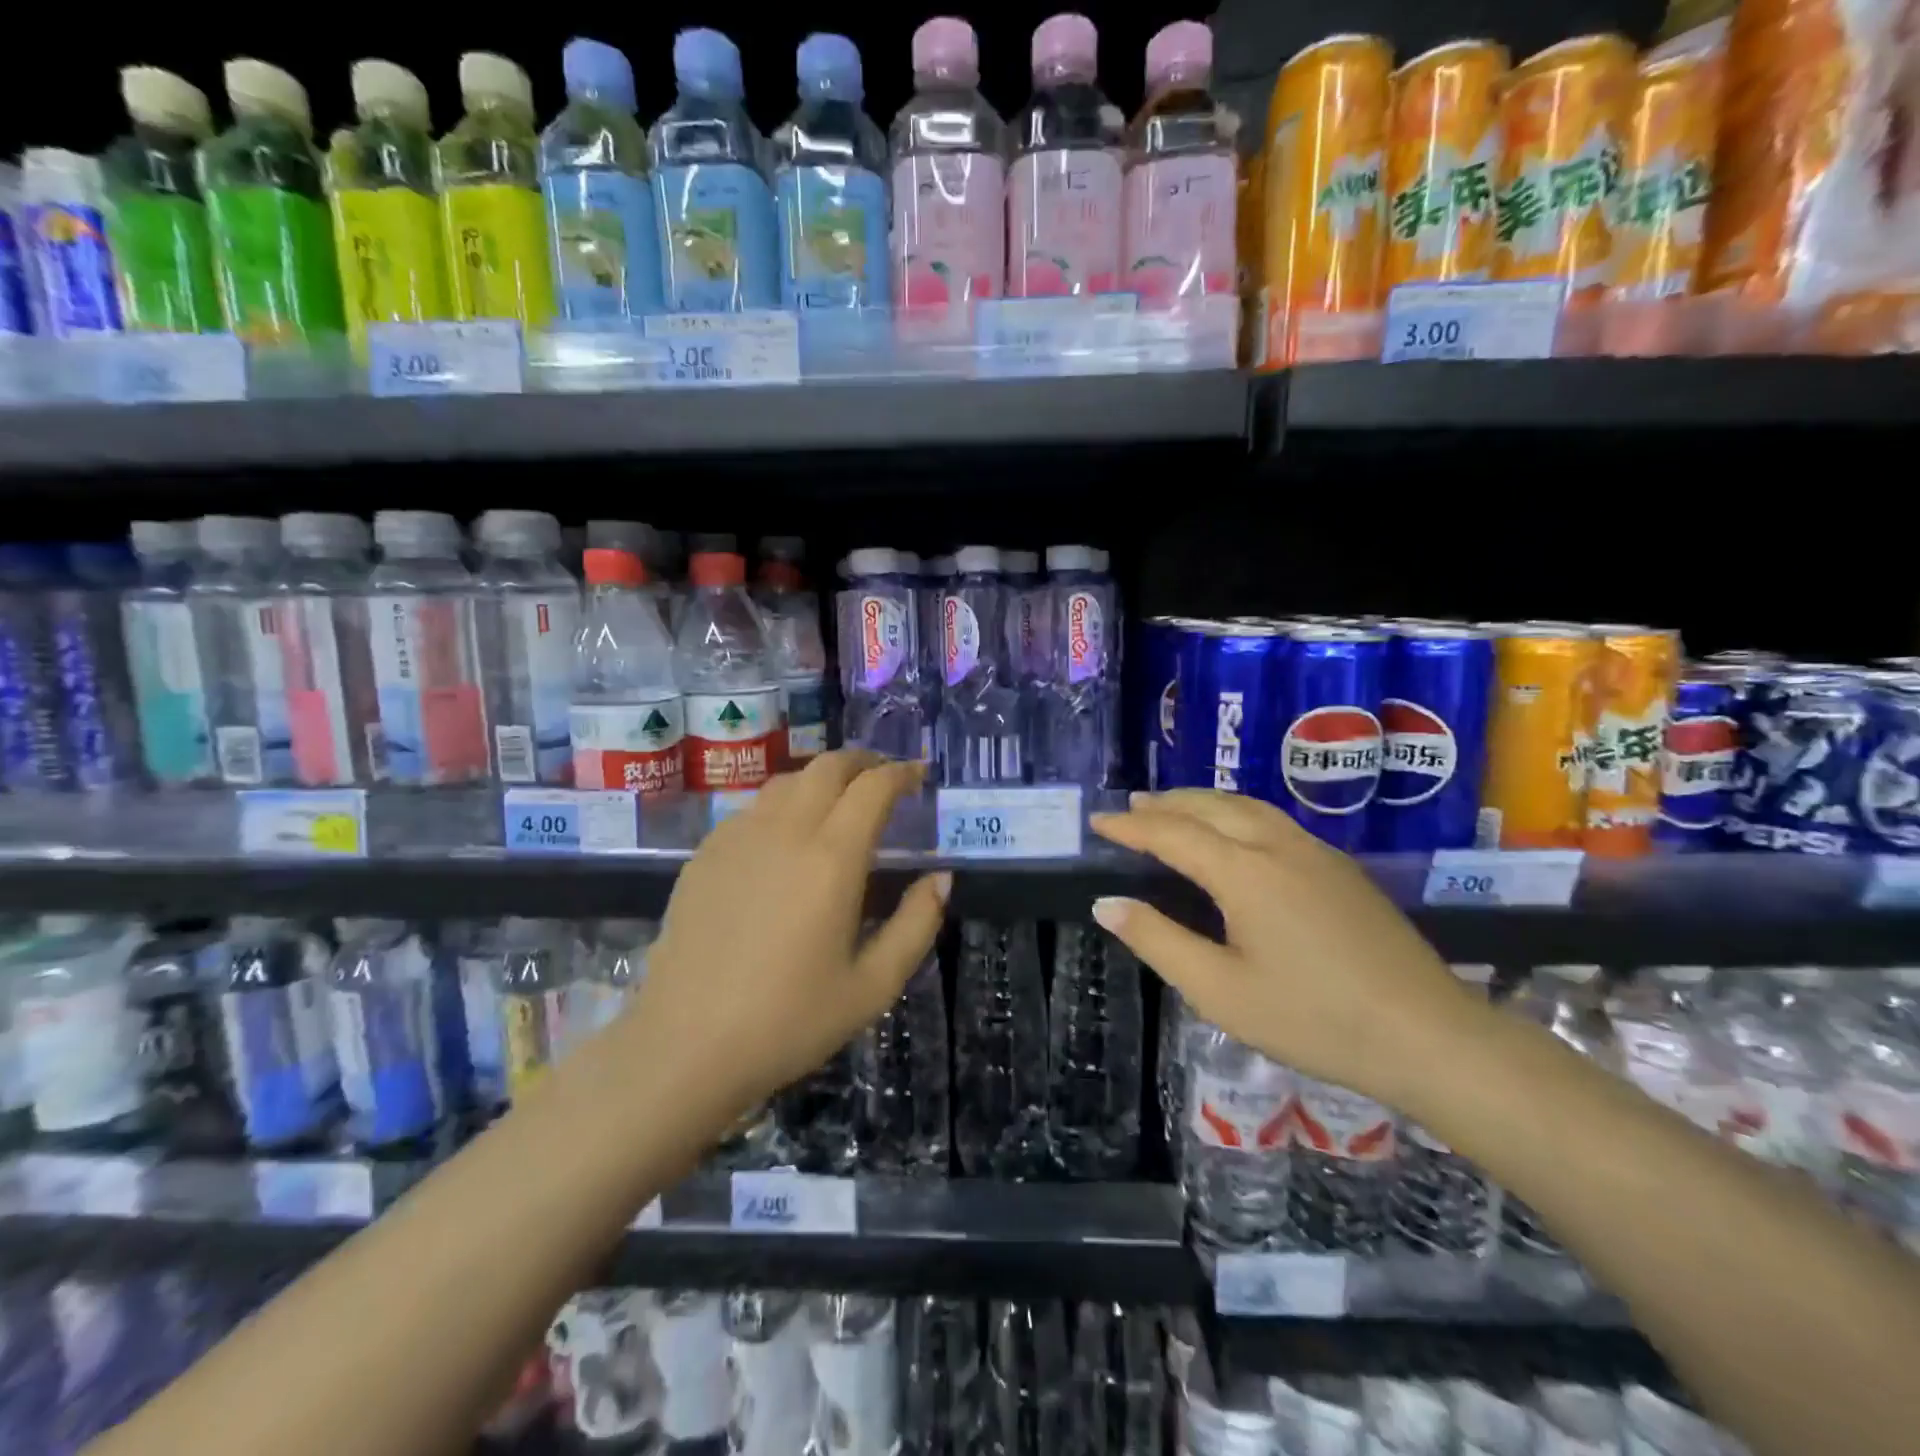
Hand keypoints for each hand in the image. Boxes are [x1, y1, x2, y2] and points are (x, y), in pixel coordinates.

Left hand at [628, 751, 947, 1133]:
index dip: (901, 772)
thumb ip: (916, 924)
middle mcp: (784, 831)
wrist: (685, 1047)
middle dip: (863, 761)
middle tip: (883, 778)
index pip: (873, 787)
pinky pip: (752, 808)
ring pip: (787, 781)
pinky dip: (783, 804)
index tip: (919, 775)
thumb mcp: (873, 986)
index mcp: (831, 858)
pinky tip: (785, 838)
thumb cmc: (789, 1021)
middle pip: (827, 766)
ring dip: (821, 779)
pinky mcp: (704, 854)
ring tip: (838, 802)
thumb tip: (941, 878)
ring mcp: (737, 838)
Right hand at [1089, 791, 1484, 1105]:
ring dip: (1203, 802)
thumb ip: (1158, 941)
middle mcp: (1278, 846)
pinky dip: (1236, 813)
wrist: (1428, 1035)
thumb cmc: (1313, 1018)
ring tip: (1174, 808)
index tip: (1098, 822)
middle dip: (1166, 804)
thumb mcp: (1220, 991)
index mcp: (1244, 872)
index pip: (1172, 834)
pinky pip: (1273, 820)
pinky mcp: (1341, 868)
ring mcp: (1316, 853)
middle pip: (1211, 807)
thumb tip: (1108, 903)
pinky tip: (1235, 832)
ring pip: (1247, 807)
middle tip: (1131, 807)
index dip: (1131, 827)